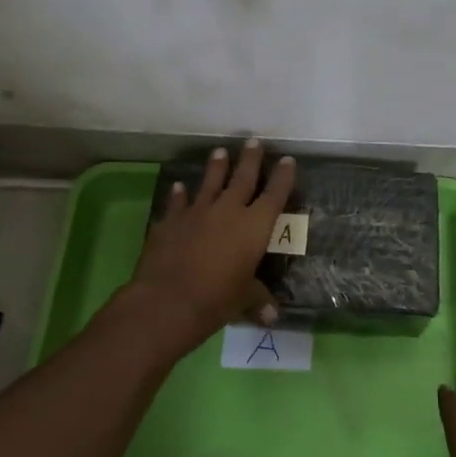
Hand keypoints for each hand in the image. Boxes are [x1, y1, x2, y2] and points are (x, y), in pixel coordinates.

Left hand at [119, 139, 295, 353]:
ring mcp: (197, 212)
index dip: (283, 177)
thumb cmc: (216, 300)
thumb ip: (257, 300)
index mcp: (254, 227)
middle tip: (254, 141)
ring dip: (216, 167)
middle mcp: (228, 211)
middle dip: (250, 159)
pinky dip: (179, 193)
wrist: (168, 300)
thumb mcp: (243, 301)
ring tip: (220, 151)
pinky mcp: (171, 220)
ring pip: (210, 182)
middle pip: (243, 178)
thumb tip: (271, 315)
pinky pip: (177, 202)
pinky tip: (179, 185)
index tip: (287, 160)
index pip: (274, 195)